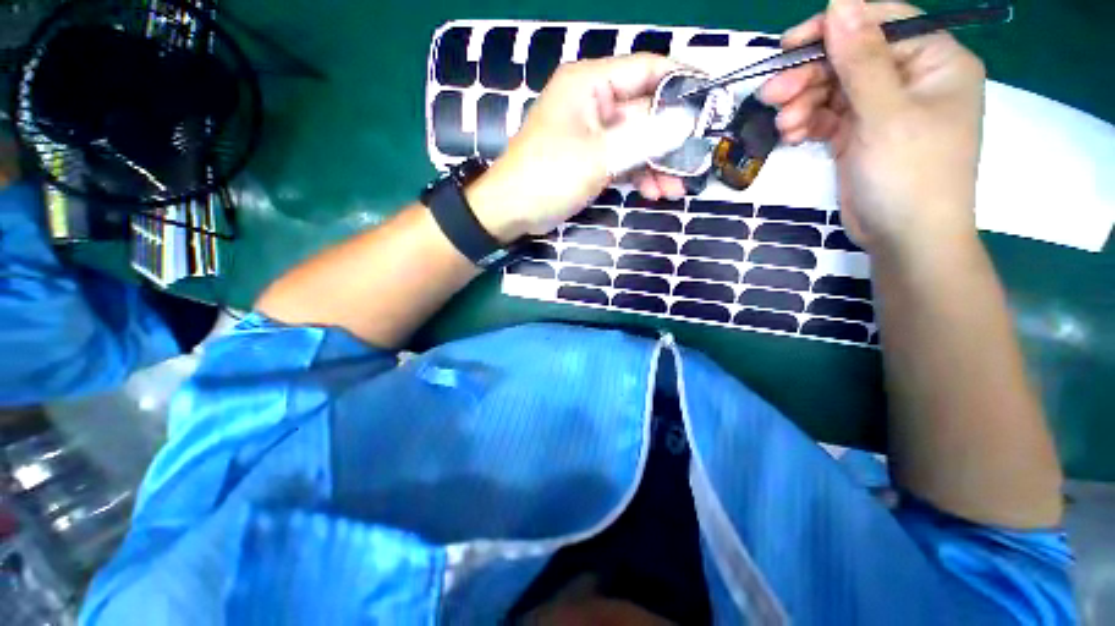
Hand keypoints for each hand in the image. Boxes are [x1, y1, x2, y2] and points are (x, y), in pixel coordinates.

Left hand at [468, 54, 689, 240]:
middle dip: (670, 140)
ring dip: (657, 165)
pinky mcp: (590, 159)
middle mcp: (593, 103)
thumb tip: (686, 122)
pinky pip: (622, 160)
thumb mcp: (599, 157)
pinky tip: (654, 193)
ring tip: (675, 189)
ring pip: (636, 141)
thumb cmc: (548, 176)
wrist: (512, 211)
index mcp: (590, 84)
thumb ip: (645, 139)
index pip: (646, 70)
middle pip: (645, 112)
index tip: (712, 102)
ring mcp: (592, 134)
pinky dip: (639, 176)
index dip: (682, 82)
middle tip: (696, 160)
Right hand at [759, 0, 985, 256]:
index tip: (790, 45)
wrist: (906, 238)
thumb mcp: (887, 113)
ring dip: (803, 103)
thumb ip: (862, 59)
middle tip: (771, 94)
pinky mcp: (860, 135)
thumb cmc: (911, 174)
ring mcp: (883, 108)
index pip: (882, 23)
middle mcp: (910, 78)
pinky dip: (808, 123)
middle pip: (851, 58)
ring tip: (783, 125)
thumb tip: (839, 2)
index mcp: (935, 60)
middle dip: (810, 76)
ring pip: (834, 89)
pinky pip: (829, 117)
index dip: (836, 28)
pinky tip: (792, 135)